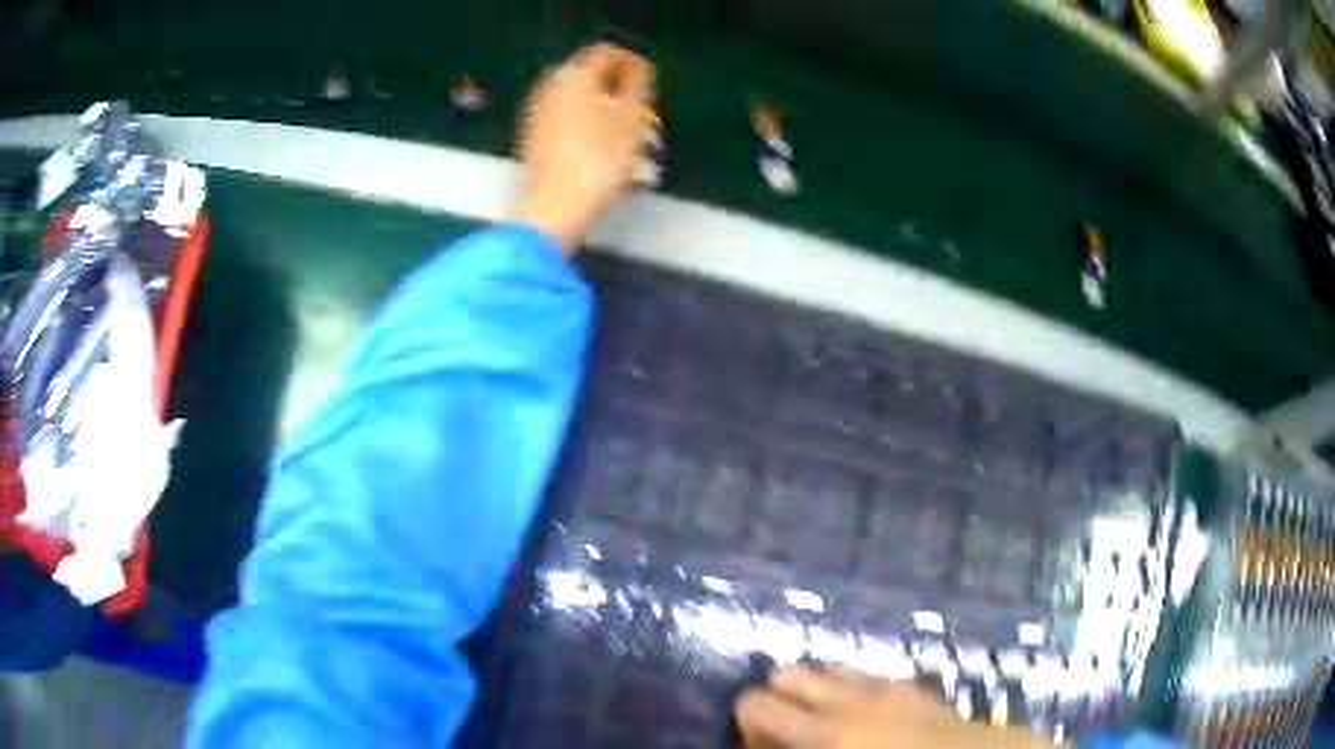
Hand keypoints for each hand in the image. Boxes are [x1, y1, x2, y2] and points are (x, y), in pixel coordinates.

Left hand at [512, 42, 655, 252]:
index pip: (606, 53)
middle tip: (641, 112)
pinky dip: (587, 128)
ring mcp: (538, 114)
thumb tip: (637, 67)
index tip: (650, 84)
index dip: (632, 63)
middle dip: (617, 90)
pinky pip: (566, 121)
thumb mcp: (632, 117)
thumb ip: (637, 83)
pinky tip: (602, 152)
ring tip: (627, 138)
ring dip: (604, 112)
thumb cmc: (600, 159)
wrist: (556, 207)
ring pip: (578, 100)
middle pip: (589, 77)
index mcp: (575, 75)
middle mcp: (551, 88)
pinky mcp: (534, 140)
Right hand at [736, 665, 1057, 748]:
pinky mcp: (906, 683)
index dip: (746, 724)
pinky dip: (845, 688)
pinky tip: (858, 714)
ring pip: (824, 668)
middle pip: (785, 675)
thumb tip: (768, 745)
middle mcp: (846, 698)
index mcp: (824, 732)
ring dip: (811, 691)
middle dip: (774, 701)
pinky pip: (861, 673)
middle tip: (785, 733)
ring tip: (819, 721)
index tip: (758, 747)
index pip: (756, 705)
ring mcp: (879, 685)